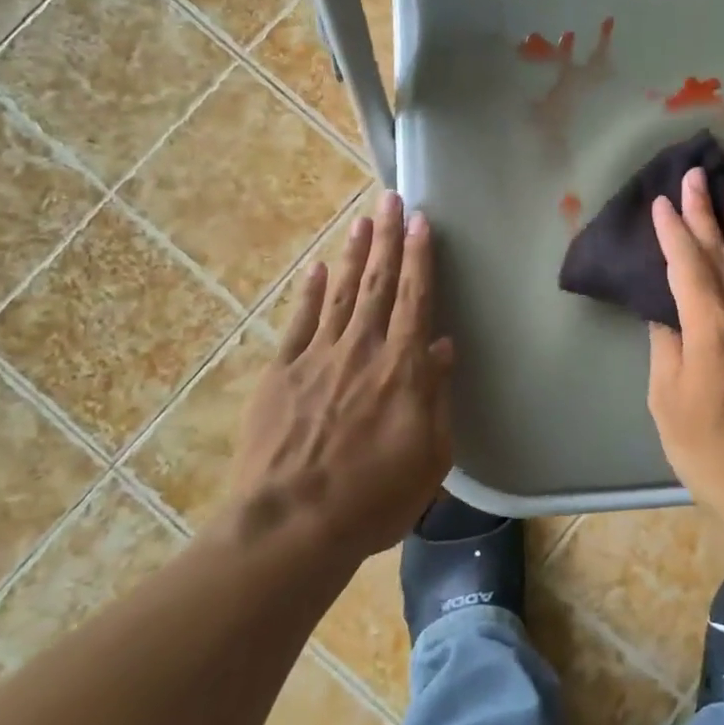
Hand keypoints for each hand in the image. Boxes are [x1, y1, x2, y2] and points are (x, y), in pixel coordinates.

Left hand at [221, 190, 453, 561]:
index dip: (420, 257)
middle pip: (378, 283)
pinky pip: (300, 323)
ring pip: (341, 293)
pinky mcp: (281, 374)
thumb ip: (436, 397)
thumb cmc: (372, 499)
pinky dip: (311, 293)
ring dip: (353, 254)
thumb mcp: (429, 457)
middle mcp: (362, 350)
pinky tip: (318, 269)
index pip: (415, 299)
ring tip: (362, 220)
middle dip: (387, 238)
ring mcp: (317, 358)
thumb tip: (442, 347)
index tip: (422, 221)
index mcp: (401, 369)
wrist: (290, 527)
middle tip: (391, 198)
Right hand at [647, 168, 723, 528]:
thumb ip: (668, 349)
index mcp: (711, 329)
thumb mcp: (669, 402)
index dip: (672, 232)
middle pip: (721, 253)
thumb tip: (667, 315)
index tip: (661, 202)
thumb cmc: (712, 451)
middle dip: (705, 213)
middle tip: (696, 175)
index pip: (688, 266)